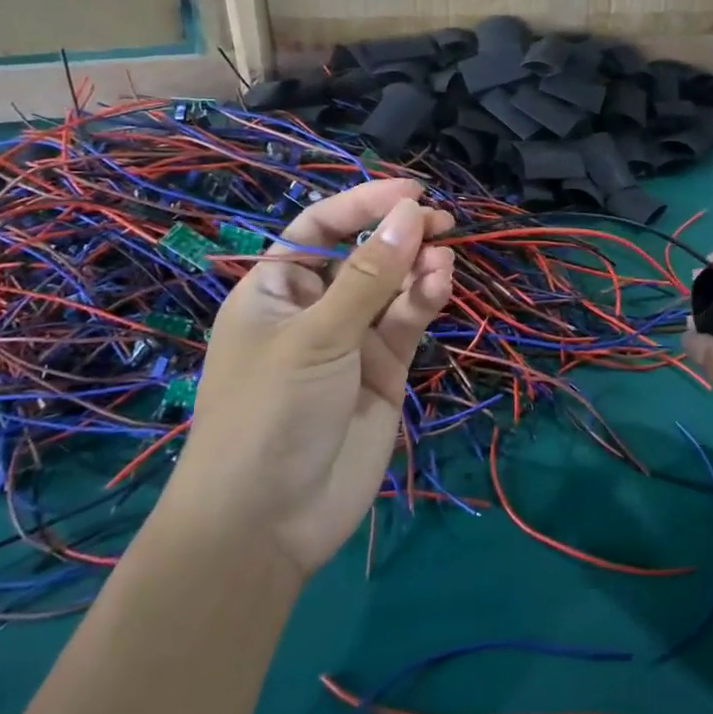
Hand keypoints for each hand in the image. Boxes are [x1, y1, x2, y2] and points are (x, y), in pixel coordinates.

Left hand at [171, 179, 453, 575]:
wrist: (269, 522)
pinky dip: (426, 300)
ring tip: (443, 259)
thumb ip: (369, 276)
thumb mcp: (317, 336)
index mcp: (275, 290)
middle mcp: (315, 308)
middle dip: (399, 235)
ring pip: (393, 287)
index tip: (411, 191)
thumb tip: (410, 212)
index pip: (320, 228)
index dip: (363, 204)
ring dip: (418, 268)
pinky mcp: (385, 369)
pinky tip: (441, 284)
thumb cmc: (271, 413)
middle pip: (364, 254)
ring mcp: (352, 340)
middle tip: (441, 221)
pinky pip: (408, 321)